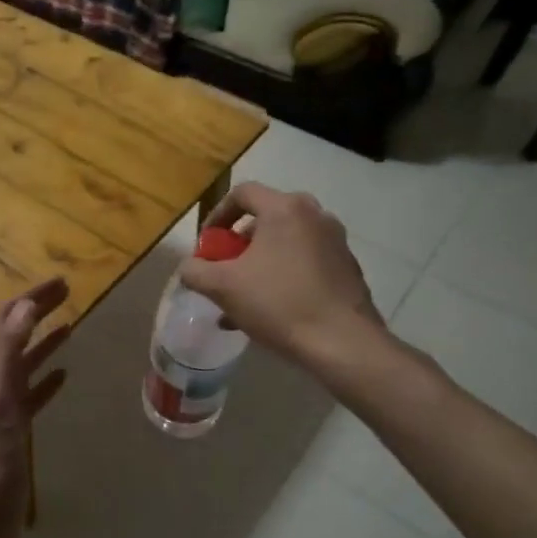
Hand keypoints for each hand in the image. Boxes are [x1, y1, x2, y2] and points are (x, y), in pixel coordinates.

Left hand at [0, 278, 70, 537]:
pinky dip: (46, 378)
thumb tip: (23, 306)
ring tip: (70, 324)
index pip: (4, 319)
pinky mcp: (12, 432)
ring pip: (22, 362)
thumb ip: (5, 352)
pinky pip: (30, 394)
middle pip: (13, 334)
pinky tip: (64, 375)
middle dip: (37, 310)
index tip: (62, 281)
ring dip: (43, 340)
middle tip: (69, 292)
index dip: (30, 297)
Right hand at [180, 183, 385, 364]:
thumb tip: (189, 267)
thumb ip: (195, 271)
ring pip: (285, 244)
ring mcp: (336, 242)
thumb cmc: (279, 304)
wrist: (343, 343)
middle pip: (265, 219)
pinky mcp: (348, 268)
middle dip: (238, 245)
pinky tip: (269, 312)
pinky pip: (305, 263)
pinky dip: (283, 277)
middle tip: (224, 269)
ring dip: (259, 264)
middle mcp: (315, 216)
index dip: (217, 216)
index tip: (207, 245)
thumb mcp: (222, 287)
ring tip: (242, 298)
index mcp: (285, 209)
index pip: (242, 194)